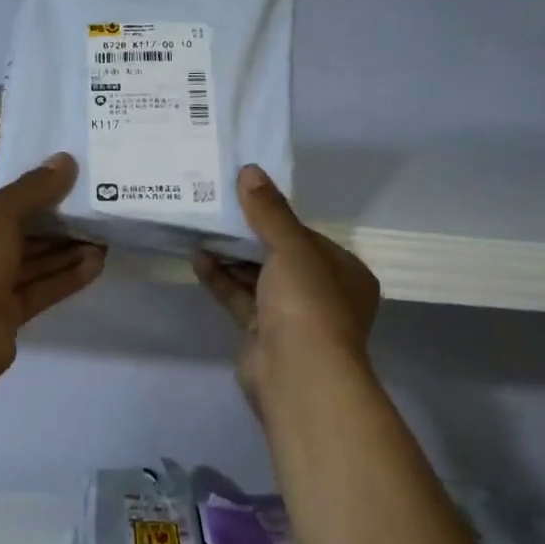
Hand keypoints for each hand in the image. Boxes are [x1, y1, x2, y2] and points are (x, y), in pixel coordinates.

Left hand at [0, 153, 105, 373]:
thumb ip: (32, 189)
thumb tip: (66, 161)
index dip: (26, 202)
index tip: (62, 194)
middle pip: (12, 242)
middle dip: (53, 231)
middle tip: (91, 218)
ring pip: (28, 269)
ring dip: (63, 255)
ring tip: (102, 242)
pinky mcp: (3, 322)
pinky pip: (37, 293)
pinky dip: (63, 280)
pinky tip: (95, 266)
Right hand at [193, 164, 379, 412]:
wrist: (297, 373)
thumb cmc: (308, 303)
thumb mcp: (291, 248)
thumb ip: (269, 211)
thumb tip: (250, 170)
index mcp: (345, 273)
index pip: (308, 237)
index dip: (277, 218)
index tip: (246, 198)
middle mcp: (322, 295)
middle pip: (281, 258)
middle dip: (250, 237)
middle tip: (218, 210)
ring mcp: (292, 318)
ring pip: (259, 280)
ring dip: (232, 257)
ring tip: (202, 230)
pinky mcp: (262, 335)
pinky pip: (241, 300)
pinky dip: (222, 280)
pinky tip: (198, 258)